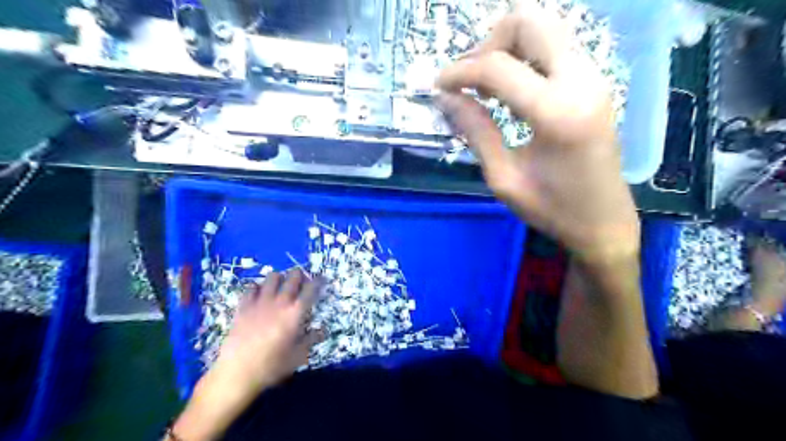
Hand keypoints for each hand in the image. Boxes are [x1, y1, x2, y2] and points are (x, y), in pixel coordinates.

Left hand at [214, 272, 320, 392]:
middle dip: (299, 275)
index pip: (311, 289)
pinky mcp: (243, 306)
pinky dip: (257, 287)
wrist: (237, 373)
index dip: (318, 281)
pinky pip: (251, 288)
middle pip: (292, 278)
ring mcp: (260, 302)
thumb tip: (324, 331)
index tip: (321, 279)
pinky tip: (259, 294)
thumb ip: (311, 340)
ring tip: (281, 285)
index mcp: (296, 313)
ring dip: (280, 278)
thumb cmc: (272, 366)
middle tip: (301, 280)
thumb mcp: (298, 356)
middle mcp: (280, 302)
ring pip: (272, 277)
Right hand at [439, 1, 639, 261]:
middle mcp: (581, 80)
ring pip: (544, 28)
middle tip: (469, 80)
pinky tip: (510, 91)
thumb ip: (475, 131)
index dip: (459, 71)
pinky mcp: (594, 82)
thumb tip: (446, 98)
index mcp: (556, 112)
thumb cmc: (552, 209)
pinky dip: (525, 58)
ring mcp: (593, 77)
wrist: (604, 222)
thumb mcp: (503, 177)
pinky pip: (554, 48)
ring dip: (507, 47)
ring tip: (485, 86)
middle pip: (529, 21)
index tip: (438, 86)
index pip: (497, 66)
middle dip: (488, 43)